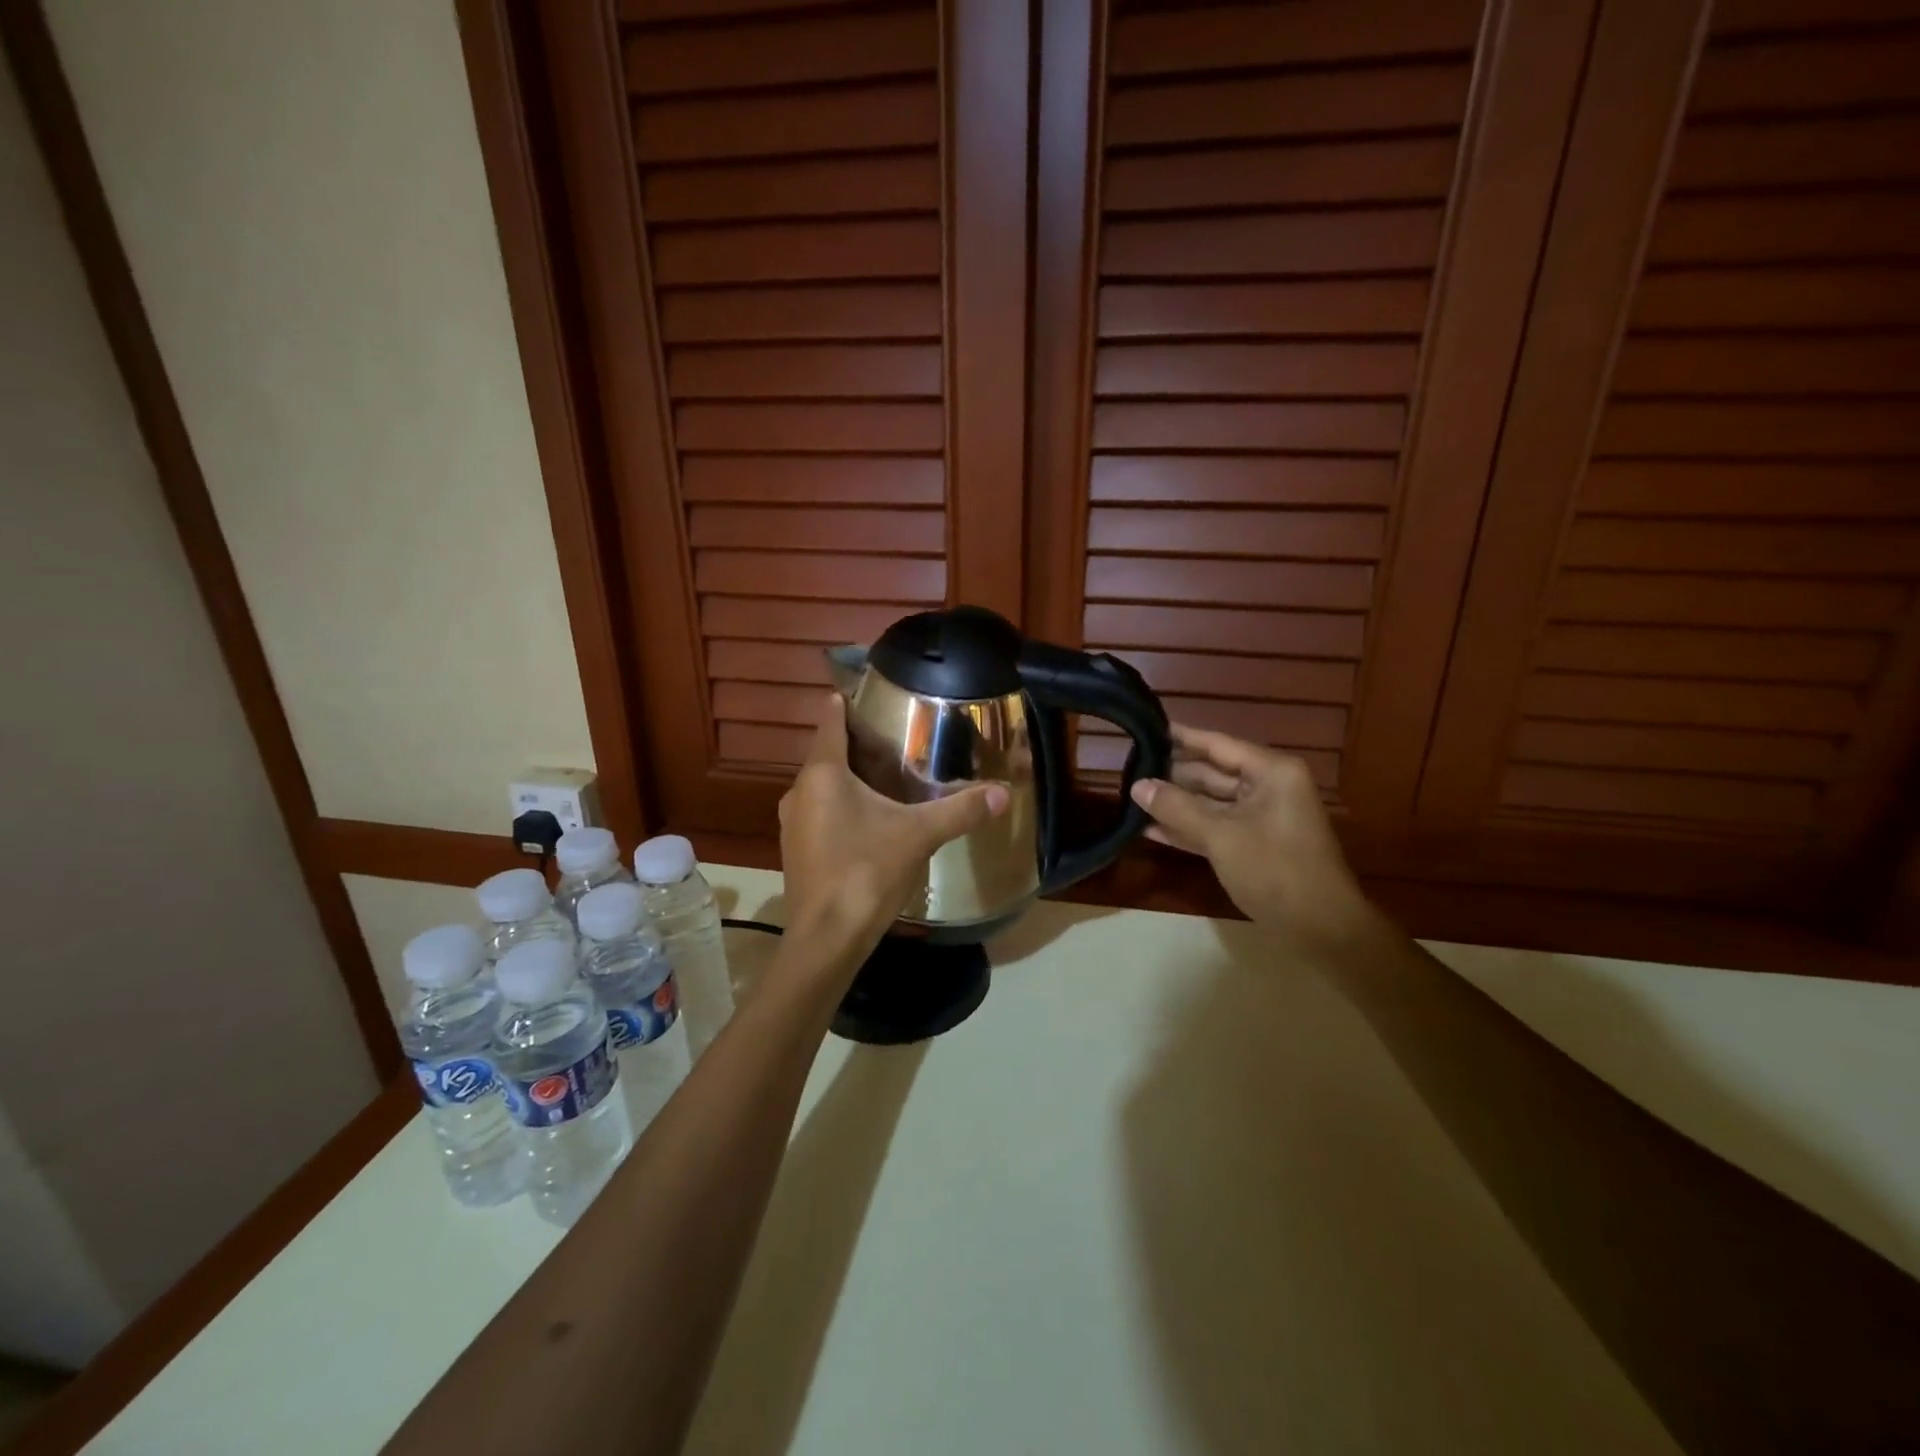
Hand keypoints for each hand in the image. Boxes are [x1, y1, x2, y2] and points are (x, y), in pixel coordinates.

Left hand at [778, 694, 1008, 977]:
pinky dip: (839, 806)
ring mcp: (792, 824)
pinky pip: (818, 813)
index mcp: (823, 775)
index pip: (830, 723)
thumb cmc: (866, 872)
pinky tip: (866, 820)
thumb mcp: (919, 835)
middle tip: (890, 737)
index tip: (862, 693)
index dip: (844, 705)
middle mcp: (799, 792)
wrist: (827, 938)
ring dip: (845, 779)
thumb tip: (1003, 794)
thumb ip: (959, 811)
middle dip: (853, 745)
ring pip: (821, 787)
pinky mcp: (795, 851)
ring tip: (882, 775)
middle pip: (826, 755)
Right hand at [1129, 724, 1373, 960]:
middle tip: (1128, 769)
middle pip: (1211, 772)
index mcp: (1270, 772)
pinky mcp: (1253, 845)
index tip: (1146, 727)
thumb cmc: (1275, 870)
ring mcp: (1260, 818)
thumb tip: (1137, 785)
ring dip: (1175, 804)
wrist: (1322, 929)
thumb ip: (1176, 808)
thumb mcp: (1221, 836)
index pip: (1216, 744)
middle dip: (1172, 775)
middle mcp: (1267, 787)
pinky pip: (1214, 827)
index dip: (1181, 737)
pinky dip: (1187, 829)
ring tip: (1132, 798)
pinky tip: (1150, 829)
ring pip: (1210, 802)